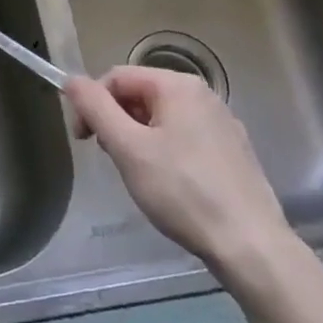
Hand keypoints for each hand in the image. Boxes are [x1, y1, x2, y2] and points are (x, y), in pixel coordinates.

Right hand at [68, 66, 300, 294]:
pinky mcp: (232, 150)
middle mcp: (203, 94)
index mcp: (178, 86)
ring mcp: (222, 122)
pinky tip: (169, 184)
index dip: (91, 103)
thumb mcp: (128, 148)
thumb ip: (95, 108)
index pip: (116, 77)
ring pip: (162, 117)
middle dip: (116, 121)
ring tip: (139, 174)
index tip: (83, 140)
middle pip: (140, 94)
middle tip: (111, 158)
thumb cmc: (182, 192)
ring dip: (138, 137)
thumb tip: (71, 80)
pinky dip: (164, 151)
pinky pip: (185, 136)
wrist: (250, 244)